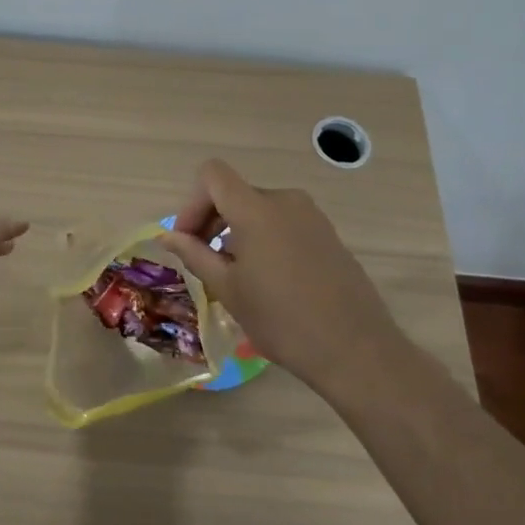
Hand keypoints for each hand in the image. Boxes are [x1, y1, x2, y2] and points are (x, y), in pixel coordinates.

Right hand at [158, 160, 403, 401]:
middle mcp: (285, 200)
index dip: (192, 202)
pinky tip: (269, 280)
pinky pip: (284, 223)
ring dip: (238, 232)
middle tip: (205, 263)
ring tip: (236, 276)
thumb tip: (167, 236)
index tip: (188, 240)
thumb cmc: (282, 320)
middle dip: (212, 221)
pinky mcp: (328, 234)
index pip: (212, 174)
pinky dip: (265, 239)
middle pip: (235, 193)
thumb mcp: (228, 289)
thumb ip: (194, 255)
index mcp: (256, 208)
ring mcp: (311, 216)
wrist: (356, 350)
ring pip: (259, 210)